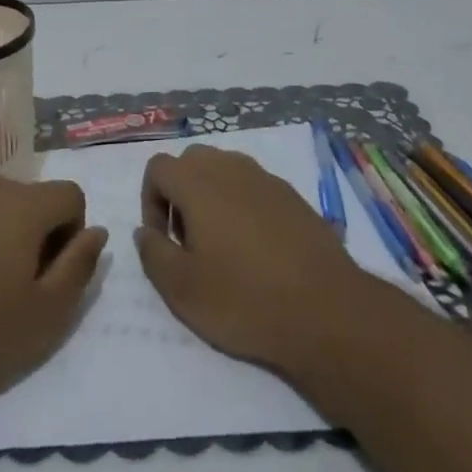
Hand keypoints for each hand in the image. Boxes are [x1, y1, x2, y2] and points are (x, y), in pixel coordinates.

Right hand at [135, 143, 367, 371]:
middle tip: (189, 241)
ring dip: (212, 197)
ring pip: (224, 170)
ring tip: (223, 246)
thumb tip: (146, 232)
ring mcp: (265, 178)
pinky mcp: (292, 195)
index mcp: (198, 182)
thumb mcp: (182, 290)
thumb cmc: (244, 299)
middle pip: (191, 162)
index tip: (165, 242)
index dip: (150, 202)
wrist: (325, 309)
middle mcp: (230, 167)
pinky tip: (257, 249)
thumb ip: (153, 253)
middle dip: (180, 194)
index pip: (158, 167)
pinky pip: (254, 186)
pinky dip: (243, 205)